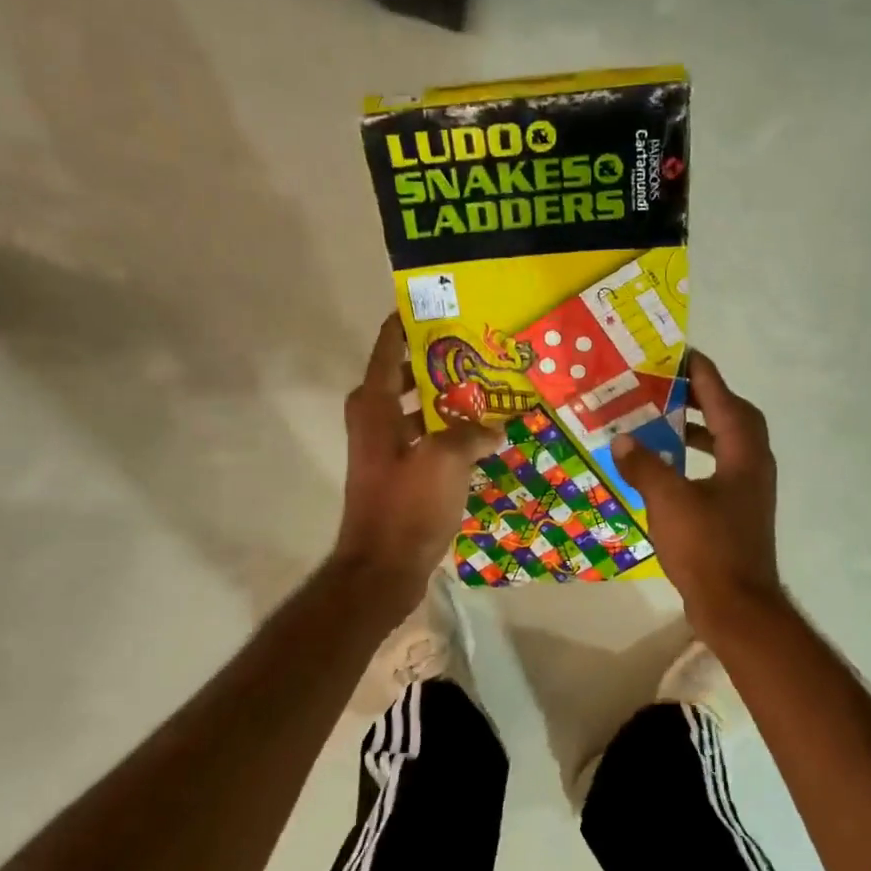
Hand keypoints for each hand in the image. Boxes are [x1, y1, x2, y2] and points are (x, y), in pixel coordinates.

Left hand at [331, 315, 495, 604]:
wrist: (383, 568)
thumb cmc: (407, 506)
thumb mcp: (445, 460)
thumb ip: (472, 434)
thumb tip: (495, 428)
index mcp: (375, 405)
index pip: (388, 347)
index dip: (407, 322)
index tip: (435, 302)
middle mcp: (374, 421)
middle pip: (406, 377)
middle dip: (439, 361)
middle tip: (478, 347)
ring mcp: (385, 451)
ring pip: (419, 411)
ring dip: (448, 401)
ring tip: (489, 389)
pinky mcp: (399, 476)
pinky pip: (426, 441)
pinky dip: (449, 435)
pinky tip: (482, 439)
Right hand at [614, 350, 784, 633]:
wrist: (736, 607)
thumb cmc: (706, 548)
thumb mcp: (668, 501)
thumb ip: (645, 466)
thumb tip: (623, 440)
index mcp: (744, 456)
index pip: (726, 401)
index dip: (705, 376)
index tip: (684, 355)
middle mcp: (753, 467)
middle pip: (735, 419)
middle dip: (706, 399)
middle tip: (672, 388)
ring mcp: (749, 493)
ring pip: (729, 447)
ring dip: (702, 430)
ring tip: (667, 423)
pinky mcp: (739, 515)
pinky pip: (720, 471)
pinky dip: (698, 460)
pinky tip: (670, 471)